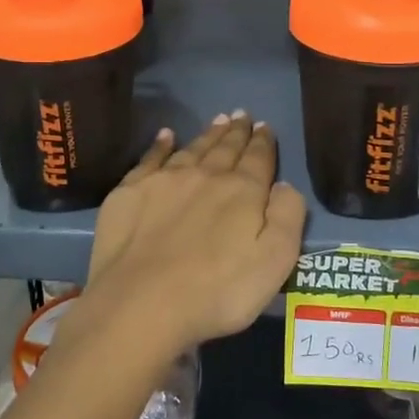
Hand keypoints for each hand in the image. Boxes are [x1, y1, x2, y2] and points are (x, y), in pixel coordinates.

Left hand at [66, 114, 306, 362]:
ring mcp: (165, 180)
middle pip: (225, 148)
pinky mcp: (131, 192)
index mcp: (243, 192)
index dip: (263, 142)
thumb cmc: (218, 292)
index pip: (258, 159)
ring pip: (193, 149)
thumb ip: (287, 217)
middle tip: (241, 115)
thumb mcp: (275, 262)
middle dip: (236, 131)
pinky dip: (161, 144)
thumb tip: (284, 184)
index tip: (264, 126)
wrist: (142, 303)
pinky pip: (151, 158)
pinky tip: (166, 135)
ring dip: (207, 134)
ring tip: (217, 120)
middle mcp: (205, 176)